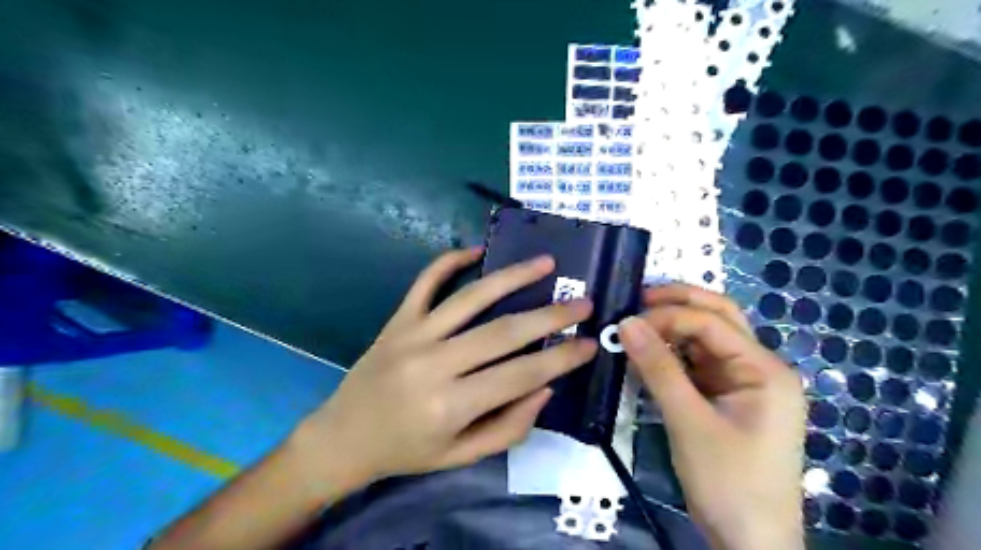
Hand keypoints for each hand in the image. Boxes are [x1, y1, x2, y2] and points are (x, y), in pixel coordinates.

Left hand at [291, 247, 597, 485]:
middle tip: (583, 302)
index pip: (521, 375)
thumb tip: (545, 387)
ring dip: (512, 276)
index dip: (561, 359)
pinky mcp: (398, 319)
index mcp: (451, 406)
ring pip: (471, 297)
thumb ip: (508, 426)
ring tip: (545, 263)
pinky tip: (476, 249)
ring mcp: (413, 335)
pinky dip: (449, 261)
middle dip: (550, 315)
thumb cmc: (406, 452)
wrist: (342, 438)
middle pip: (503, 331)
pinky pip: (425, 282)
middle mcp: (434, 364)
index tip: (590, 343)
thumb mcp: (461, 456)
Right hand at [620, 285, 804, 549]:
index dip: (668, 316)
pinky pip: (696, 364)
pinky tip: (647, 354)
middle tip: (637, 301)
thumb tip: (626, 322)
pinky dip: (671, 355)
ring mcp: (742, 383)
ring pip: (705, 339)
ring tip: (635, 325)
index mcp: (764, 369)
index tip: (627, 323)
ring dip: (671, 329)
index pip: (712, 322)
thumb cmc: (728, 482)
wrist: (750, 541)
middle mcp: (758, 367)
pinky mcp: (726, 397)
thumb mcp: (689, 422)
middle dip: (677, 304)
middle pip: (717, 318)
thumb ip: (658, 369)